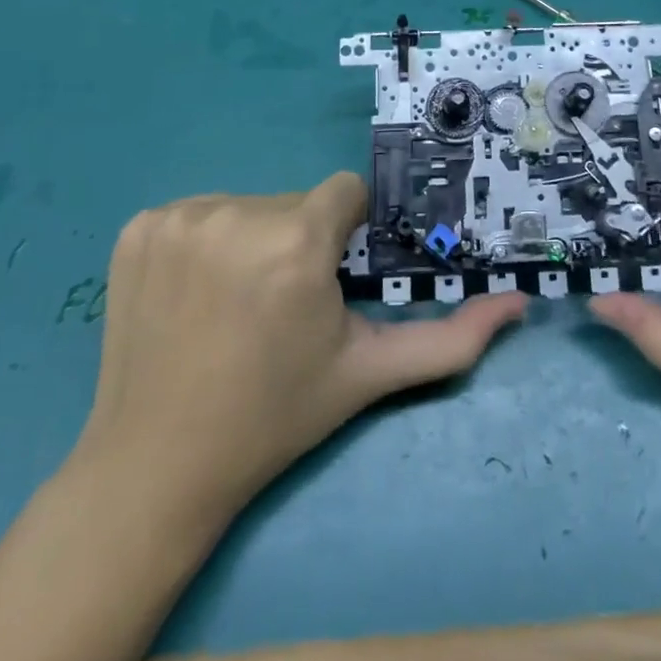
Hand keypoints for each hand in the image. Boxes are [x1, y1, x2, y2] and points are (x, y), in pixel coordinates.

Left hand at [70, 175, 525, 523]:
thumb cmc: (274, 416)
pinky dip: (203, 242)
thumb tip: (520, 306)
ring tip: (236, 303)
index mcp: (296, 242)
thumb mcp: (368, 374)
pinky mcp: (139, 227)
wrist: (156, 466)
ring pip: (247, 204)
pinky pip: (196, 212)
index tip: (326, 280)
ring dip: (253, 240)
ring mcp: (179, 217)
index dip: (343, 234)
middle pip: (295, 202)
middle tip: (282, 305)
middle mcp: (236, 214)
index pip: (344, 194)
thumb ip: (449, 339)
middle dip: (300, 240)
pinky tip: (195, 294)